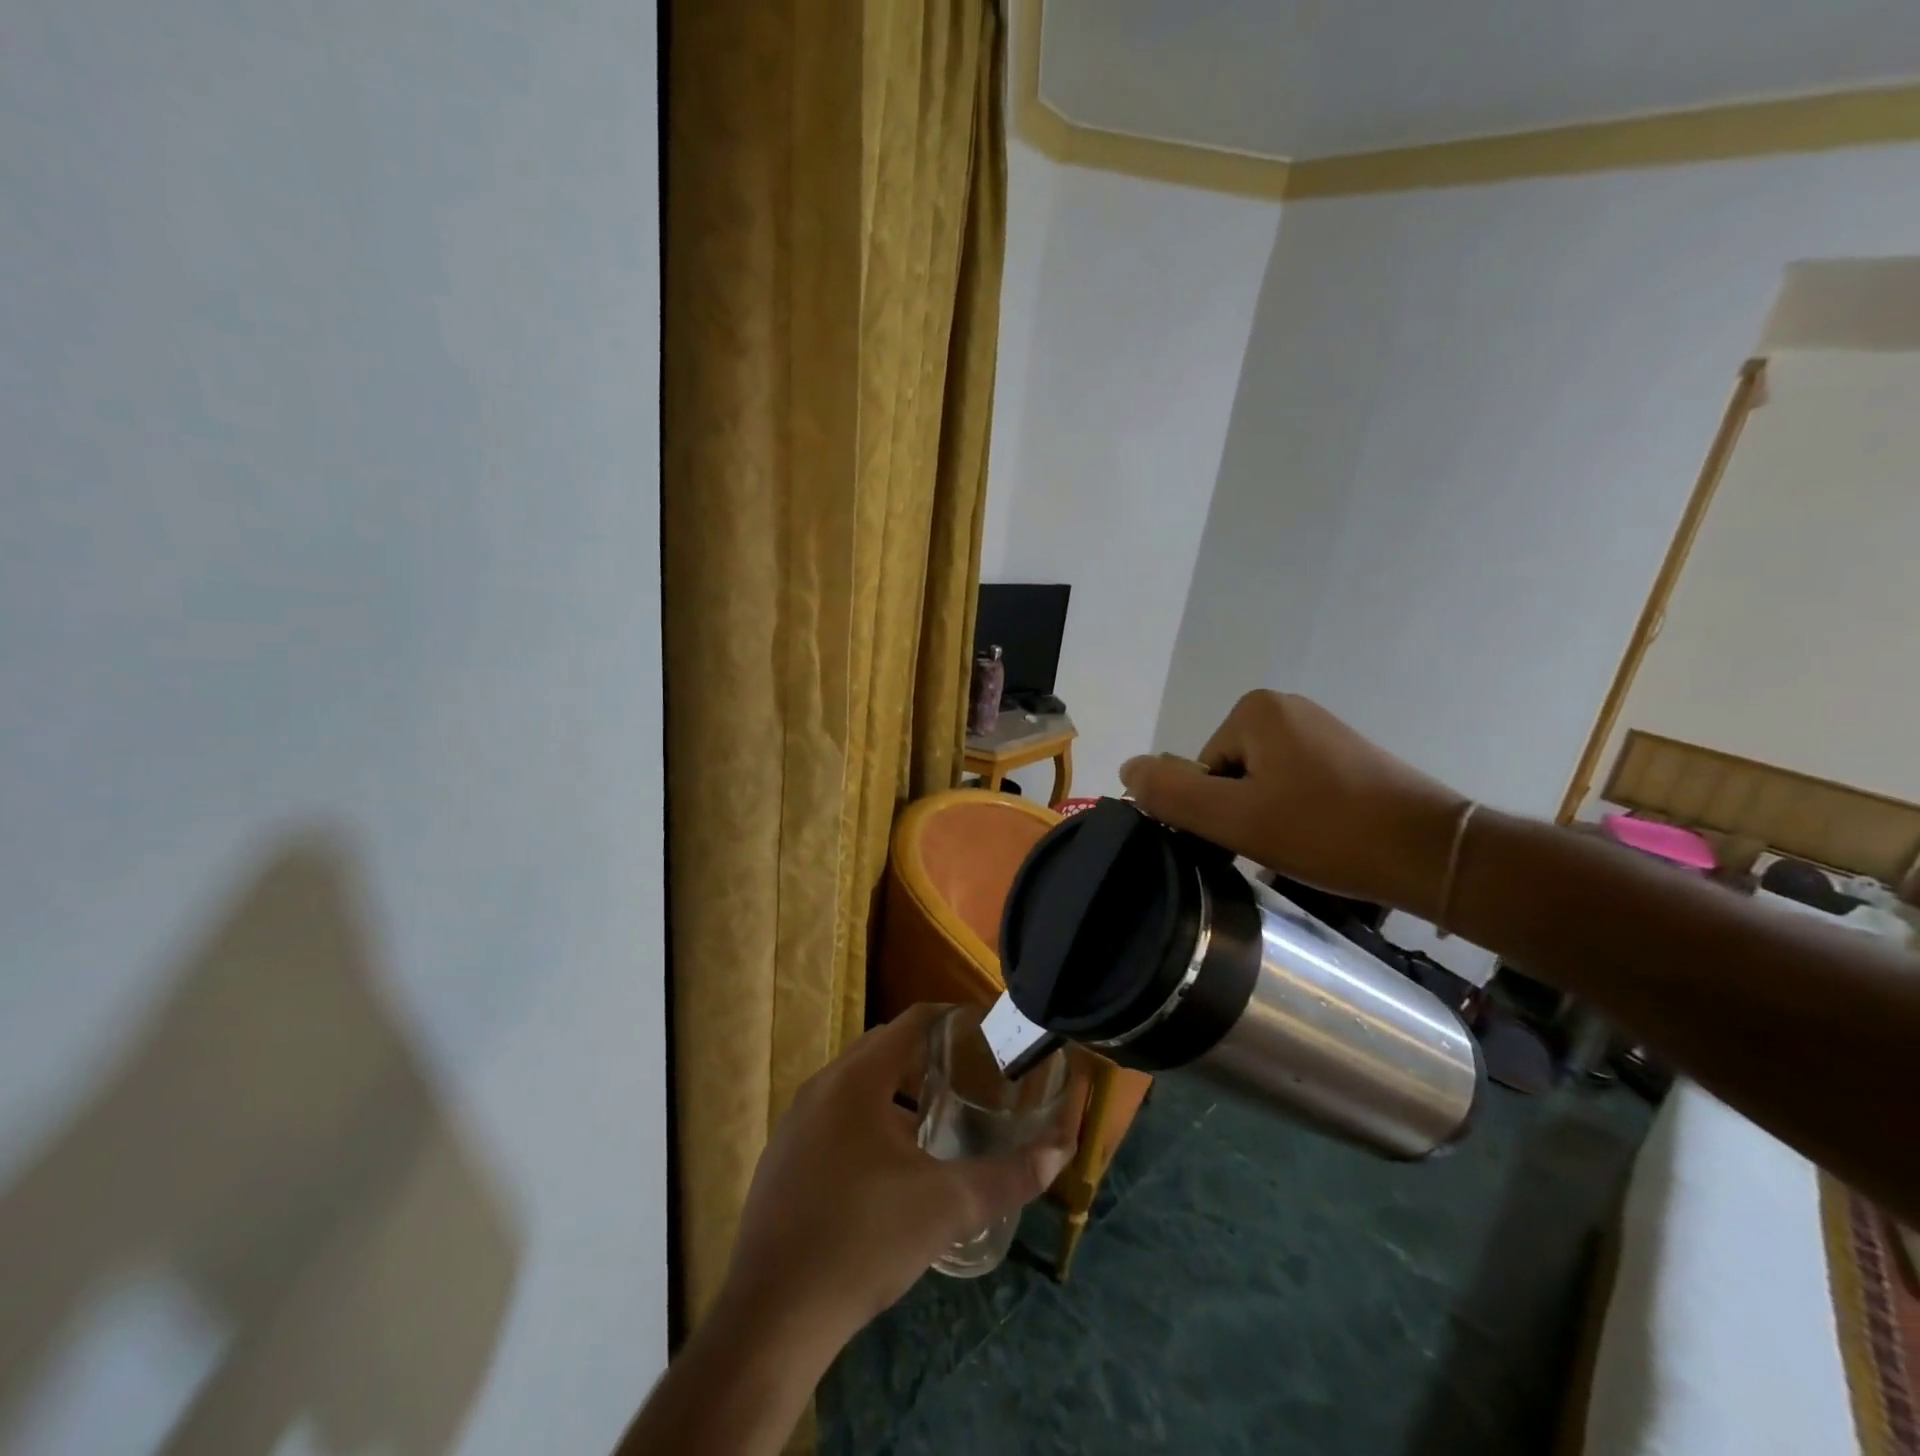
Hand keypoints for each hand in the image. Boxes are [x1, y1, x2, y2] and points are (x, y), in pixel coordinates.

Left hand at [715, 1003, 1082, 1351]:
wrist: (772, 1319)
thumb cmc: (863, 1243)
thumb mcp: (947, 1208)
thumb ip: (1008, 1177)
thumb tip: (1060, 1153)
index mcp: (856, 1079)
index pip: (912, 1022)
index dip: (953, 1021)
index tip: (988, 1037)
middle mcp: (821, 1087)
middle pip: (885, 1049)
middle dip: (930, 1058)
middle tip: (973, 1080)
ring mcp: (795, 1123)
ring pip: (858, 1087)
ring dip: (898, 1093)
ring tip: (939, 1121)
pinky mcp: (783, 1159)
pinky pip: (835, 1118)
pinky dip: (869, 1121)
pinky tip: (891, 1168)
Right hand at [1120, 691, 1467, 918]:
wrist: (1431, 853)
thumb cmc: (1326, 831)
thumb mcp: (1234, 818)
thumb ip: (1172, 793)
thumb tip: (1127, 768)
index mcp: (1255, 710)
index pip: (1201, 769)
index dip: (1216, 811)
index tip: (1251, 837)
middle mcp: (1287, 707)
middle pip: (1229, 773)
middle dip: (1243, 812)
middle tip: (1278, 845)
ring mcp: (1321, 729)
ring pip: (1262, 783)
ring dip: (1271, 817)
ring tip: (1304, 846)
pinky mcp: (1347, 754)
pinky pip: (1296, 784)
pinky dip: (1300, 814)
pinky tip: (1324, 838)